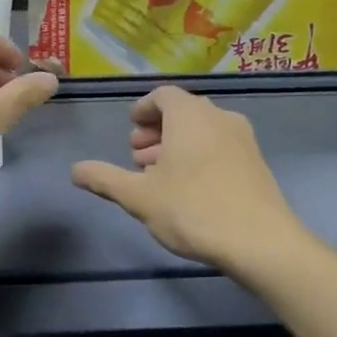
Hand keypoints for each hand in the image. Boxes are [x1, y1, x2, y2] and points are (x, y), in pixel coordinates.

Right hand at [71, 86, 301, 272]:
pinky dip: (200, 155)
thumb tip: (75, 169)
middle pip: (183, 111)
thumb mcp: (139, 197)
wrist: (261, 241)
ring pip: (203, 130)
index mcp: (189, 115)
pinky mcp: (257, 162)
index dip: (144, 108)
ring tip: (159, 175)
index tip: (131, 127)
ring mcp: (243, 139)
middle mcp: (219, 117)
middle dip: (157, 130)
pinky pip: (220, 146)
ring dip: (177, 144)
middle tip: (138, 156)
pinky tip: (188, 187)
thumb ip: (105, 179)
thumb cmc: (193, 209)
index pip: (163, 95)